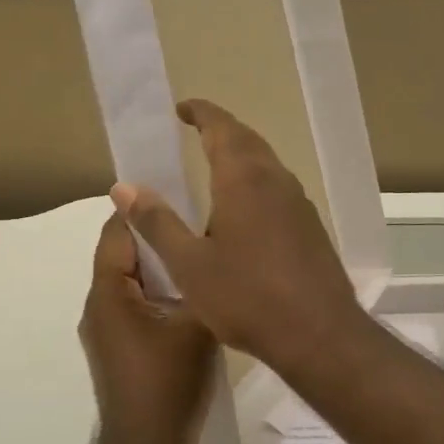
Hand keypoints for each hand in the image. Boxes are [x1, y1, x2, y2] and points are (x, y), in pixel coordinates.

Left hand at [79, 213, 217, 443]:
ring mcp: (107, 330)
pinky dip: (161, 292)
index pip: (117, 232)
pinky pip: (138, 305)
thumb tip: (208, 246)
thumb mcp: (195, 324)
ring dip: (163, 266)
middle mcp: (99, 306)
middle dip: (159, 236)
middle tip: (200, 222)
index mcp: (108, 293)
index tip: (180, 193)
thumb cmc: (168, 384)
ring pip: (134, 281)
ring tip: (201, 253)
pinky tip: (195, 294)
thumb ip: (199, 280)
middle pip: (125, 254)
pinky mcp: (120, 349)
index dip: (144, 209)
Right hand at [108, 99, 374, 381]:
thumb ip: (157, 222)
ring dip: (240, 156)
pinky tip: (242, 211)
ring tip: (213, 167)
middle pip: (247, 140)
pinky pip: (277, 188)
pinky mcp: (310, 226)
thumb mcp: (189, 264)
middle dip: (220, 130)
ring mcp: (298, 203)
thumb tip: (124, 187)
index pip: (222, 127)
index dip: (201, 112)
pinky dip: (254, 182)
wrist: (320, 335)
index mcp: (244, 179)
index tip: (180, 108)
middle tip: (194, 131)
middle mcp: (276, 180)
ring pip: (266, 164)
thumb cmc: (247, 297)